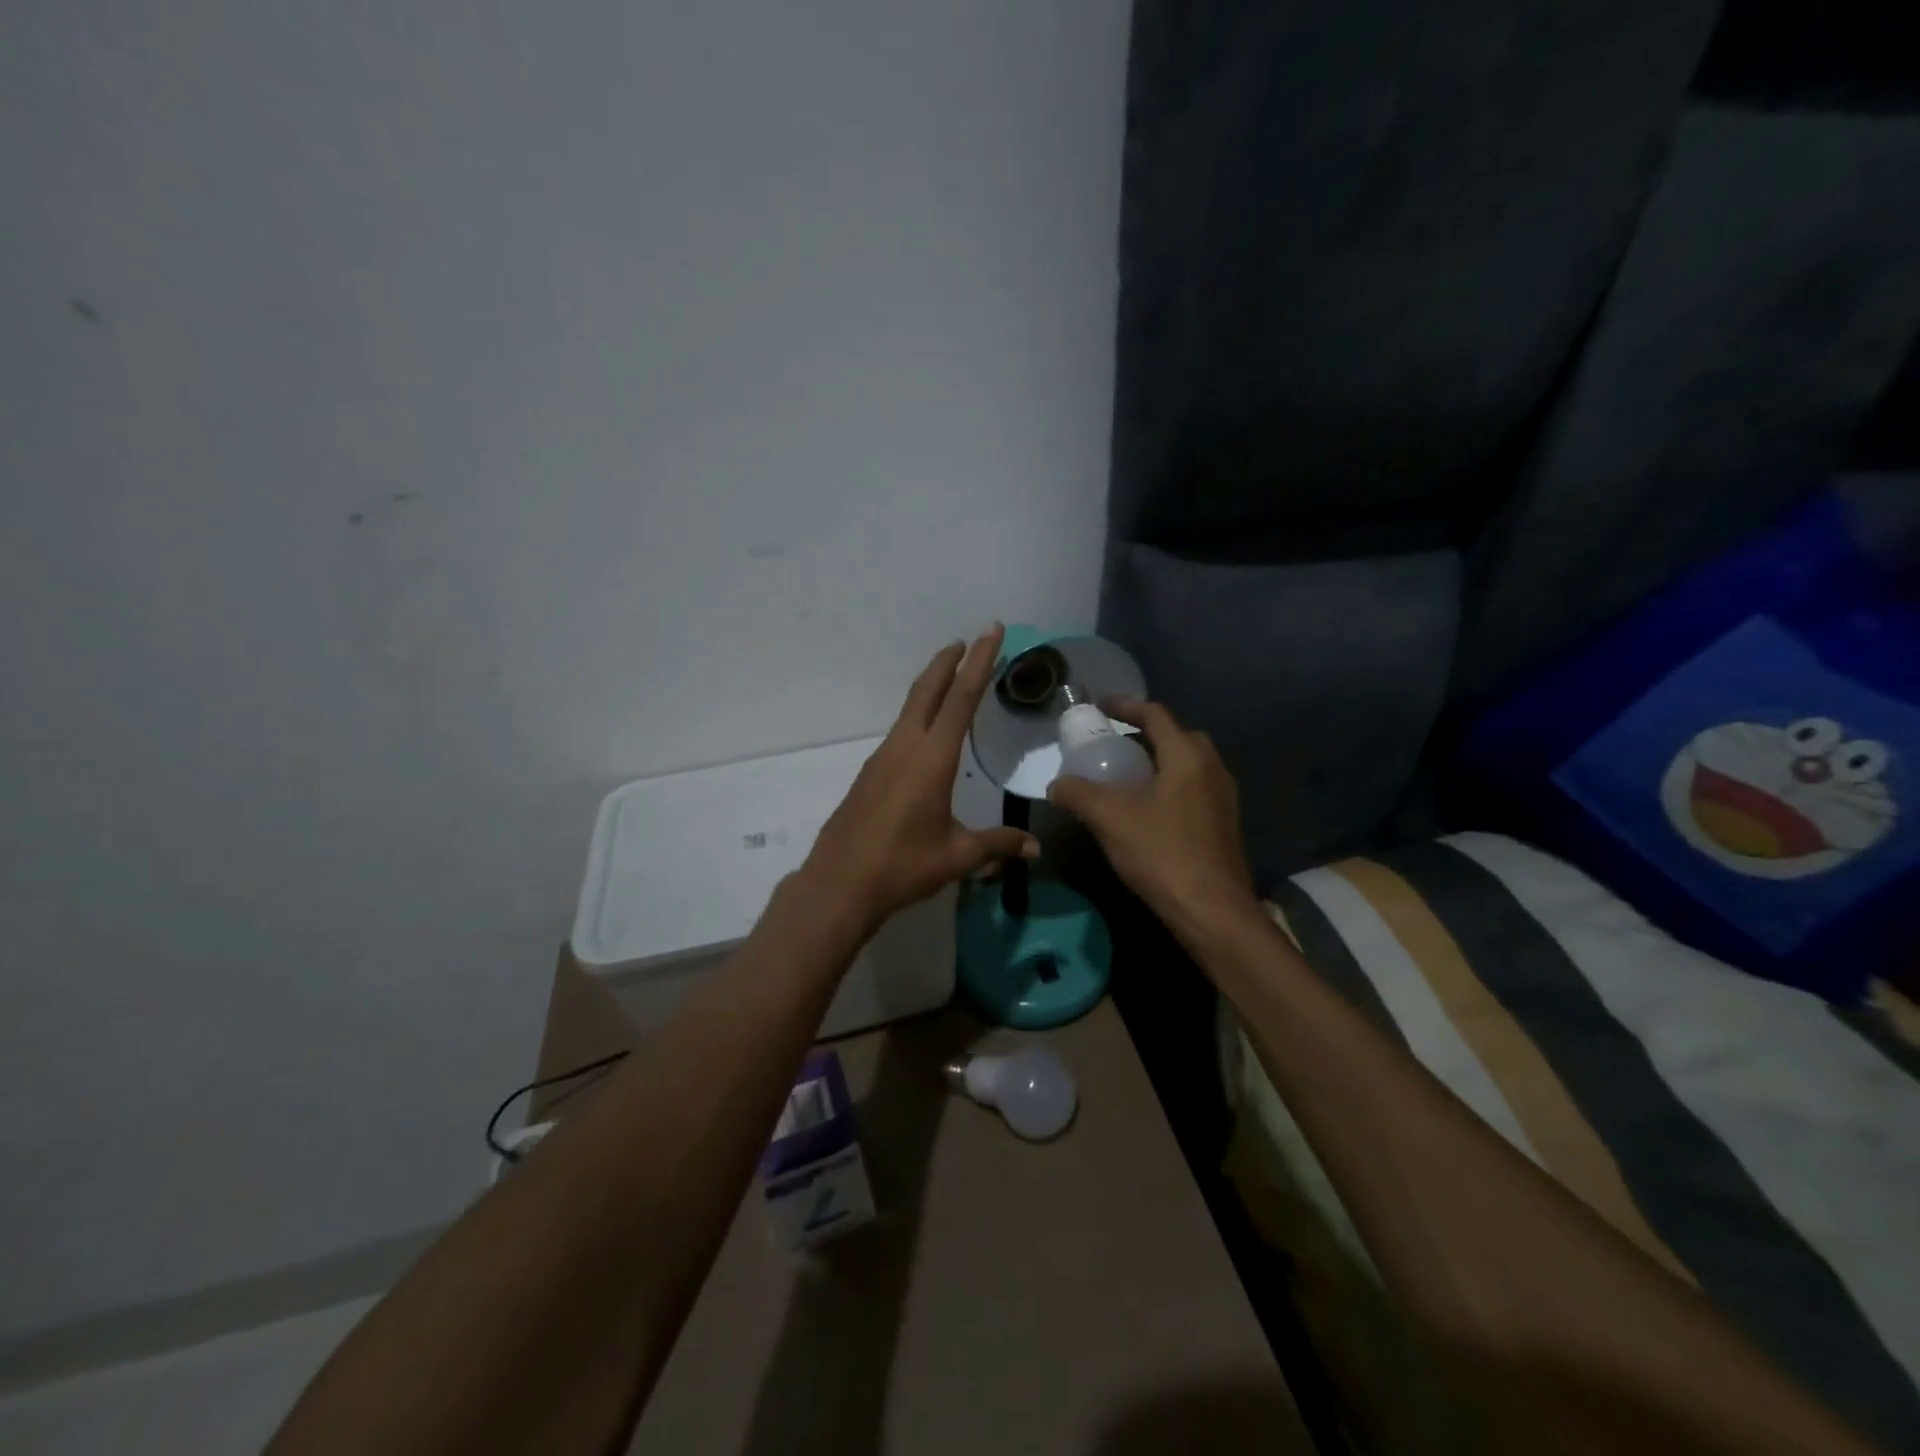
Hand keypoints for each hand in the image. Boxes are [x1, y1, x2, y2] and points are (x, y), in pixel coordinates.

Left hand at [803, 626, 1038, 930]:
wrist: (839, 884)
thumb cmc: (902, 866)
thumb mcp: (957, 856)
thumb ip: (997, 845)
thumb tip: (1034, 848)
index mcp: (931, 758)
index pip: (961, 698)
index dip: (980, 662)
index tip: (991, 632)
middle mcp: (905, 747)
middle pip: (929, 690)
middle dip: (950, 661)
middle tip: (970, 640)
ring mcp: (882, 757)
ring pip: (910, 707)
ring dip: (933, 685)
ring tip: (953, 678)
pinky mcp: (871, 773)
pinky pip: (900, 730)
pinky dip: (919, 714)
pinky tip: (926, 732)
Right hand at [1047, 699, 1260, 939]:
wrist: (1212, 911)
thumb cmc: (1162, 854)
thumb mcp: (1110, 819)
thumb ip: (1078, 794)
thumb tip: (1056, 786)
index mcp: (1188, 757)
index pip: (1157, 715)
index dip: (1126, 706)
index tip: (1100, 706)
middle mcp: (1212, 769)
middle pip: (1178, 736)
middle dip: (1146, 733)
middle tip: (1115, 743)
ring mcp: (1223, 798)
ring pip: (1188, 765)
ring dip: (1158, 762)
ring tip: (1126, 777)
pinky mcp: (1224, 824)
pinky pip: (1193, 789)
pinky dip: (1169, 786)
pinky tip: (1146, 810)